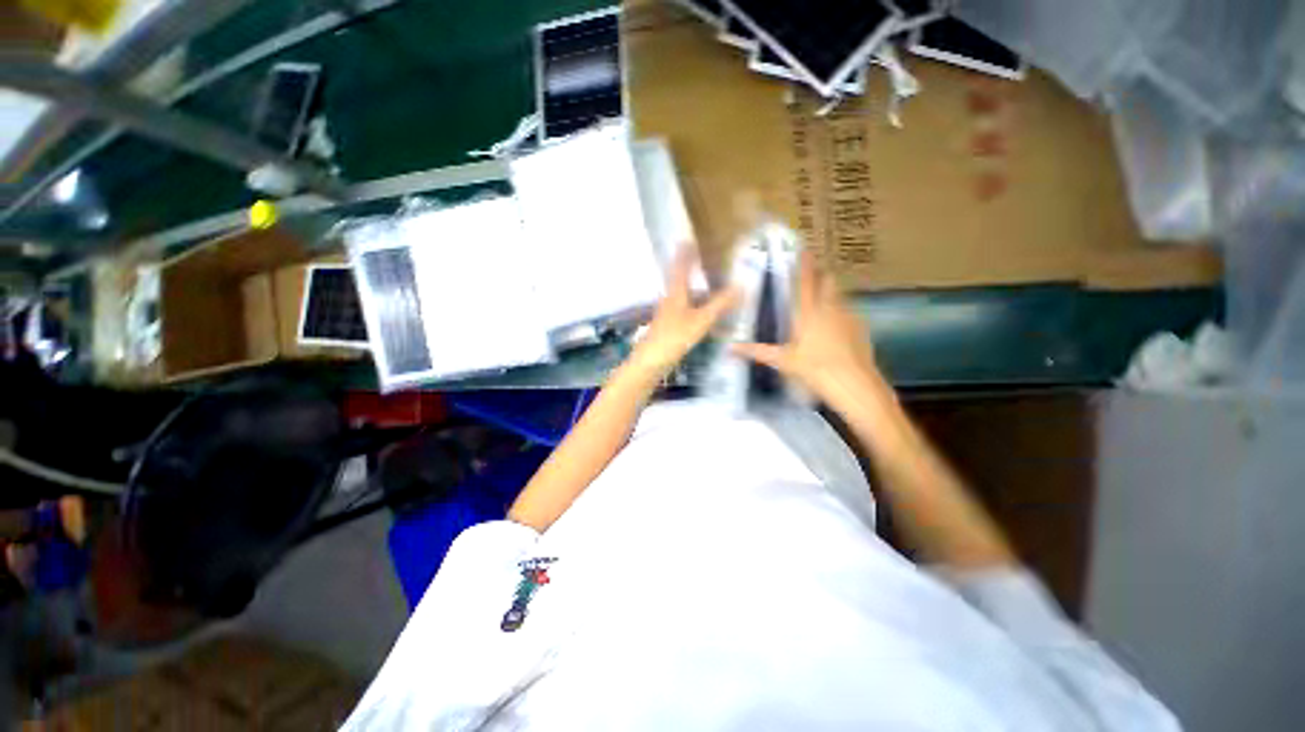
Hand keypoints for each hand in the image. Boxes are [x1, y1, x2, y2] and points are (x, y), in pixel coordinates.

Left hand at [628, 247, 739, 380]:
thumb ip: (720, 304)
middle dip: (691, 270)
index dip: (685, 253)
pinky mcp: (669, 327)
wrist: (650, 362)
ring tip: (711, 287)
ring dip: (695, 290)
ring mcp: (668, 314)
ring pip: (683, 297)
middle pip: (681, 280)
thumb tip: (741, 286)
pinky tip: (704, 316)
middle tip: (705, 261)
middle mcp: (670, 299)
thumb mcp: (701, 320)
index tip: (689, 239)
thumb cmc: (674, 337)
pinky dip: (695, 308)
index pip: (680, 266)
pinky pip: (685, 311)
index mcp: (675, 292)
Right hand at [732, 249, 882, 404]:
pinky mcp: (861, 328)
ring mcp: (848, 316)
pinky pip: (848, 311)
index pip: (806, 281)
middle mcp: (830, 308)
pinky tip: (835, 325)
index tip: (804, 249)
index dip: (804, 264)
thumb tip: (730, 348)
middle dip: (820, 274)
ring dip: (831, 292)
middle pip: (828, 281)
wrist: (854, 384)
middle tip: (810, 276)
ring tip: (821, 299)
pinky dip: (840, 311)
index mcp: (808, 312)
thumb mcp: (783, 361)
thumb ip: (757, 351)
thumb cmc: (814, 369)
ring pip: (839, 295)